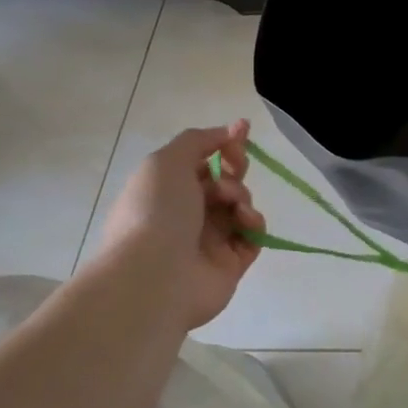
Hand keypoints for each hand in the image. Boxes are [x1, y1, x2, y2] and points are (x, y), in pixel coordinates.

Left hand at [95, 121, 265, 330]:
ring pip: (240, 205)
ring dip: (241, 194)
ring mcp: (209, 240)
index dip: (223, 143)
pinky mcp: (231, 264)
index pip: (201, 161)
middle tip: (235, 168)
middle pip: (224, 181)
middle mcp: (186, 214)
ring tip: (231, 202)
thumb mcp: (166, 161)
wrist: (153, 277)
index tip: (242, 129)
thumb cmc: (154, 211)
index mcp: (166, 190)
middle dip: (235, 168)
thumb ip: (198, 140)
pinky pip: (252, 235)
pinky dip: (253, 222)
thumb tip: (228, 132)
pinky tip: (243, 220)